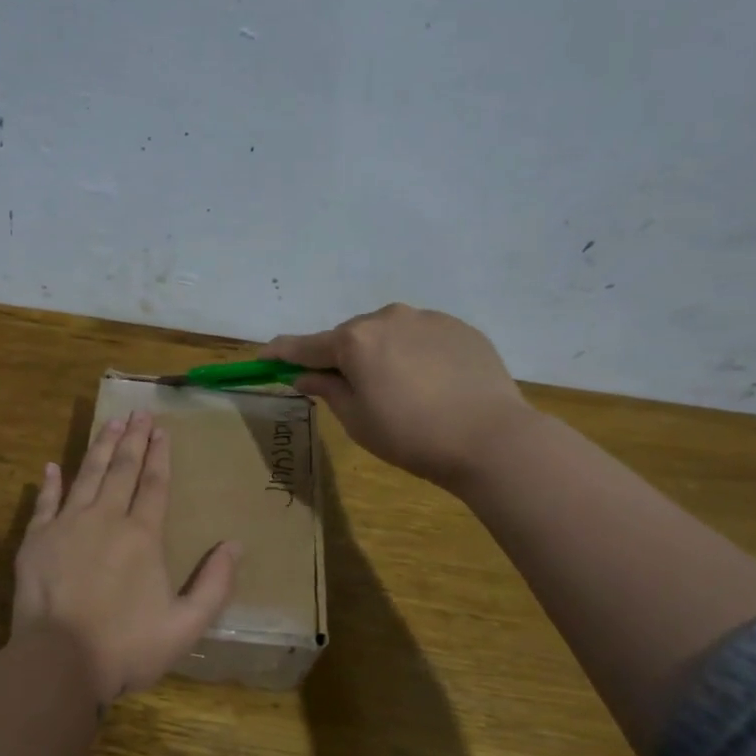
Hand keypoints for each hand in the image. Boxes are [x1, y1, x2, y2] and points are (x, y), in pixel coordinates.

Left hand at [12, 410, 241, 700]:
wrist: (58, 662)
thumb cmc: (126, 647)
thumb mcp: (185, 626)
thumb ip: (214, 585)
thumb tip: (235, 545)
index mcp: (142, 536)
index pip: (154, 484)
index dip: (160, 456)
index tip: (162, 429)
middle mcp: (105, 519)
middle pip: (122, 470)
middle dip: (133, 439)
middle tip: (138, 413)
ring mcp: (67, 525)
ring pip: (87, 475)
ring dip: (100, 447)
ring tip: (110, 423)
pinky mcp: (36, 539)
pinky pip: (45, 502)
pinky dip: (50, 482)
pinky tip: (53, 466)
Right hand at [265, 304, 538, 491]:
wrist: (492, 438)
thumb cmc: (411, 436)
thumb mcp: (357, 420)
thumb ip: (327, 390)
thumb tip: (305, 375)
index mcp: (355, 341)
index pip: (305, 345)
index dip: (281, 353)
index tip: (263, 357)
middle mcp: (387, 317)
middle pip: (350, 336)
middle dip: (341, 357)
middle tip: (347, 389)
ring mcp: (427, 318)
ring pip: (388, 333)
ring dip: (380, 353)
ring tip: (397, 389)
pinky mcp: (459, 328)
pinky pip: (422, 337)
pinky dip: (414, 354)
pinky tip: (430, 384)